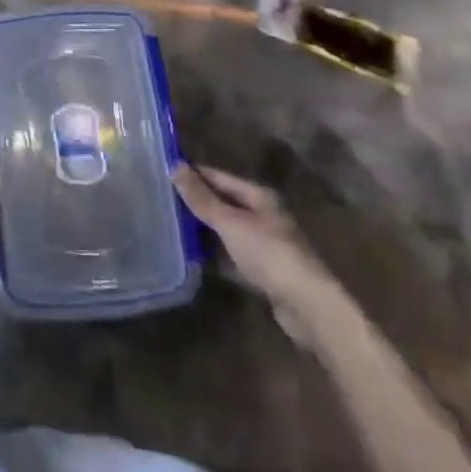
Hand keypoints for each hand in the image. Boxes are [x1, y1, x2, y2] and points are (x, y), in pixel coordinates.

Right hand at [173, 164, 341, 328]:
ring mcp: (266, 245)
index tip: (164, 172)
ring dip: (206, 230)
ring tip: (172, 227)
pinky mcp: (265, 272)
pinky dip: (217, 256)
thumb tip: (174, 165)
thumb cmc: (268, 253)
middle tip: (163, 201)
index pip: (219, 177)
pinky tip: (196, 258)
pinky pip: (234, 256)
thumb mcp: (230, 222)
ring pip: (228, 230)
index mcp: (258, 196)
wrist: (308, 306)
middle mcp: (264, 215)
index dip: (194, 174)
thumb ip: (202, 198)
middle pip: (225, 203)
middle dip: (198, 202)